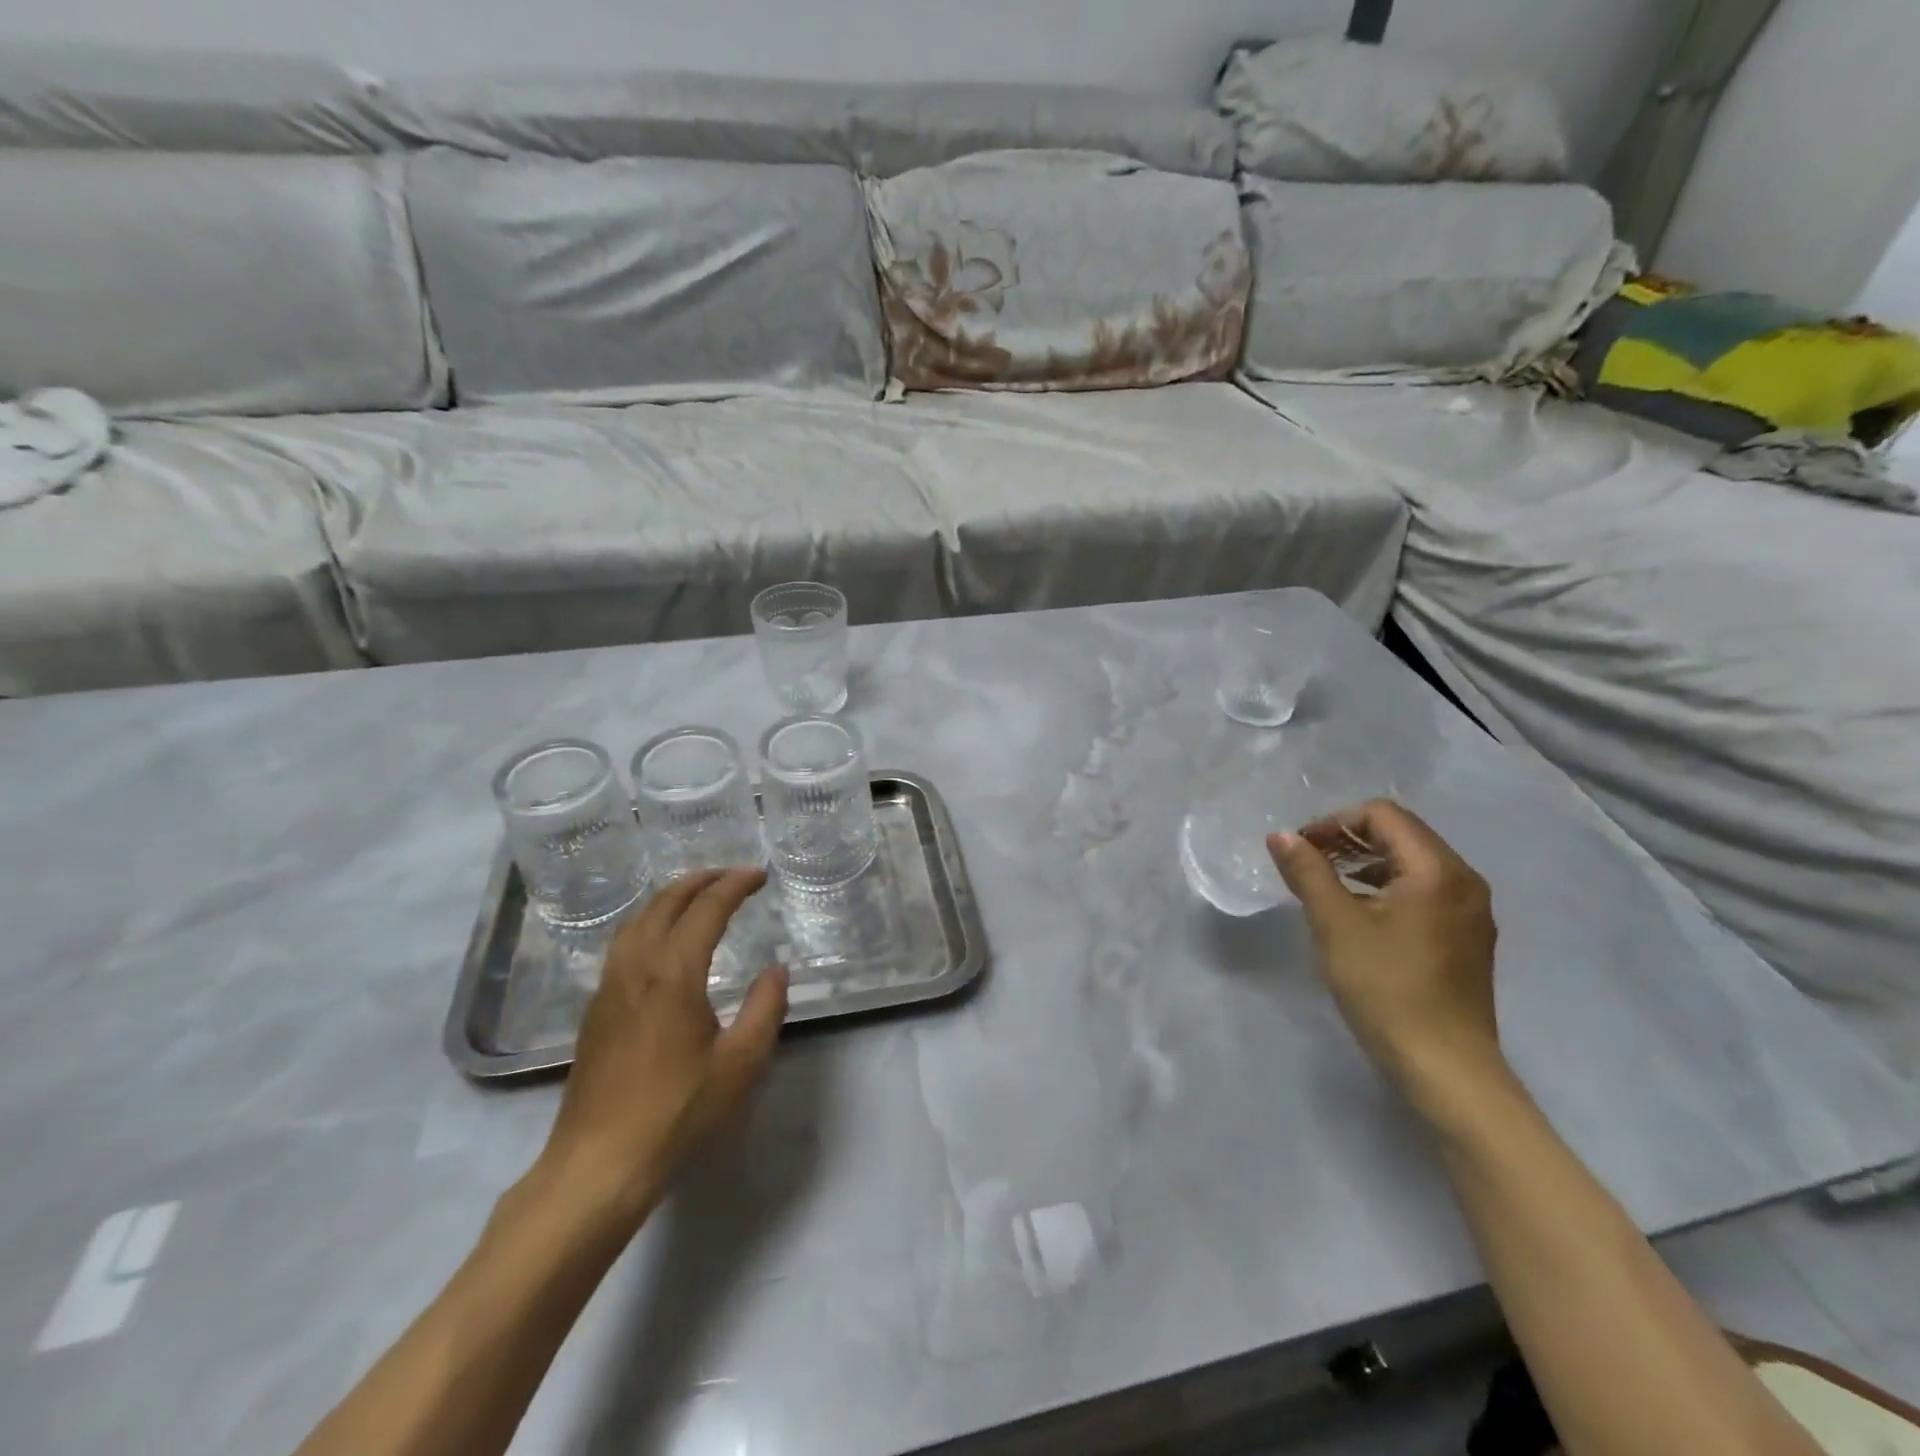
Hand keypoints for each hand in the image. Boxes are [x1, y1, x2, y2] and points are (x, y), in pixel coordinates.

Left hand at [539, 869, 787, 1222]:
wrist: (598, 1164)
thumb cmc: (677, 1112)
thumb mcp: (740, 1064)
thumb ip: (765, 1008)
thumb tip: (776, 969)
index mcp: (673, 973)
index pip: (706, 909)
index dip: (735, 885)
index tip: (760, 876)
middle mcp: (636, 967)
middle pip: (665, 902)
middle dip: (701, 880)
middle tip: (732, 876)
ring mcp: (609, 987)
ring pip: (637, 920)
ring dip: (670, 898)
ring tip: (698, 897)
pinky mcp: (596, 1009)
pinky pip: (623, 944)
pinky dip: (649, 922)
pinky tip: (662, 942)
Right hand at [1267, 801, 1501, 1110]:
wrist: (1445, 1068)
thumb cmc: (1386, 988)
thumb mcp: (1335, 924)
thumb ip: (1307, 871)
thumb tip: (1280, 835)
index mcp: (1438, 870)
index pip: (1383, 815)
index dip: (1335, 821)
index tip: (1301, 849)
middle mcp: (1464, 881)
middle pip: (1401, 834)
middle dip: (1349, 840)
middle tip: (1307, 864)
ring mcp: (1470, 912)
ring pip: (1413, 864)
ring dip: (1366, 863)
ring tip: (1326, 888)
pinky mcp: (1467, 939)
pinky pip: (1424, 892)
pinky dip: (1387, 889)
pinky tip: (1359, 916)